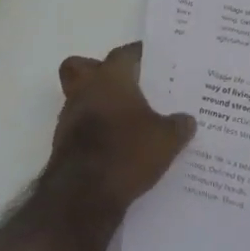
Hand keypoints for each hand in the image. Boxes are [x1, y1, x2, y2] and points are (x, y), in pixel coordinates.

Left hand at [48, 42, 196, 220]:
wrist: (82, 197)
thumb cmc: (126, 152)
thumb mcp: (166, 140)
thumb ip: (178, 126)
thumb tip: (188, 120)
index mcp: (111, 78)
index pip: (124, 53)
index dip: (138, 54)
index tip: (152, 59)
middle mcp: (85, 90)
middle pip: (81, 66)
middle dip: (97, 70)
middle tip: (123, 83)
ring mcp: (69, 118)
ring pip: (78, 97)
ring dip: (96, 104)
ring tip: (124, 120)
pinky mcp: (62, 145)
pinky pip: (78, 127)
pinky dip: (93, 132)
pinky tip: (114, 146)